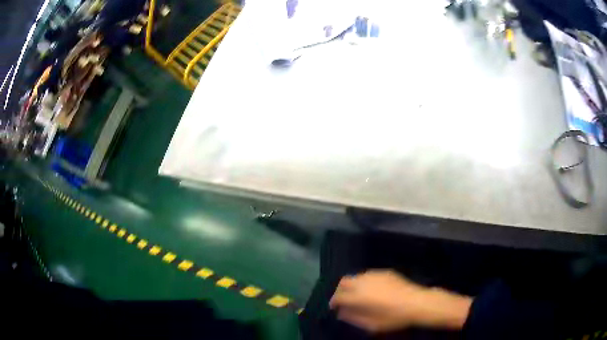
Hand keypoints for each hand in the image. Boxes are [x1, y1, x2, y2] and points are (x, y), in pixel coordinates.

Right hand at [329, 270, 472, 332]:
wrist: (417, 302)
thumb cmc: (394, 317)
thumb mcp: (372, 324)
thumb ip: (354, 318)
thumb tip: (342, 313)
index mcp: (359, 296)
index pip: (338, 296)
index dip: (333, 302)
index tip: (334, 308)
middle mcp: (364, 282)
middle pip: (344, 281)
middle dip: (340, 291)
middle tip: (344, 301)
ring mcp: (375, 275)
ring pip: (356, 276)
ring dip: (352, 285)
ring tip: (358, 296)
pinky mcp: (385, 272)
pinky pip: (368, 275)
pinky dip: (364, 282)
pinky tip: (372, 290)